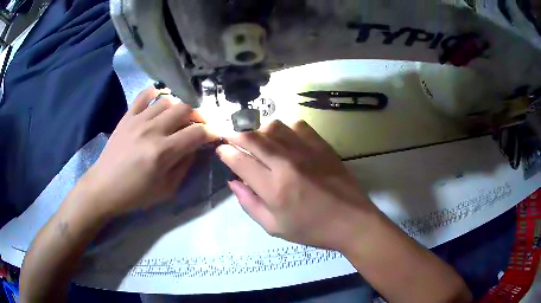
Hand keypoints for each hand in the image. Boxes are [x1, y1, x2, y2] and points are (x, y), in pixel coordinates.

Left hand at [80, 87, 216, 216]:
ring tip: (180, 116)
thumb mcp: (165, 190)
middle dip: (199, 114)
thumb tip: (194, 148)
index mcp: (163, 152)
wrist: (104, 186)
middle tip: (200, 123)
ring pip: (168, 100)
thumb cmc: (135, 194)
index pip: (196, 133)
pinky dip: (156, 93)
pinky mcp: (127, 116)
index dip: (211, 132)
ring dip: (179, 106)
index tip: (215, 134)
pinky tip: (160, 100)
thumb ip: (184, 166)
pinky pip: (144, 95)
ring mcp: (138, 120)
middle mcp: (152, 130)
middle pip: (185, 109)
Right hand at [216, 120, 381, 250]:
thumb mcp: (274, 227)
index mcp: (273, 189)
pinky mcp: (322, 145)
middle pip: (253, 138)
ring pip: (274, 127)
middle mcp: (287, 164)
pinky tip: (287, 141)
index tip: (221, 150)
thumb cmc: (312, 229)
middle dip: (236, 135)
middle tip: (231, 138)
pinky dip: (286, 130)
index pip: (240, 161)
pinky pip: (298, 125)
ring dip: (261, 132)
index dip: (225, 152)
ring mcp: (306, 151)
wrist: (352, 221)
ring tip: (260, 142)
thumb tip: (233, 182)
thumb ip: (249, 204)